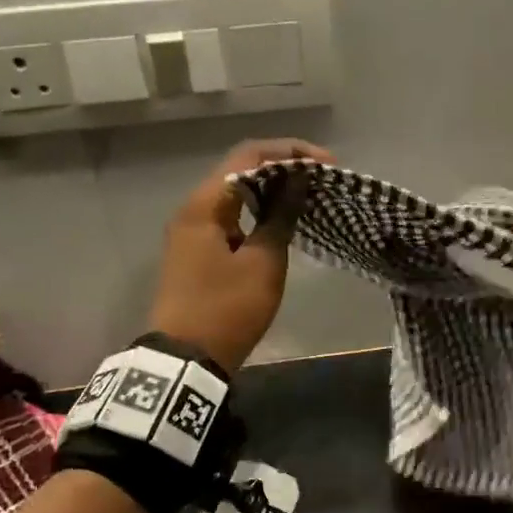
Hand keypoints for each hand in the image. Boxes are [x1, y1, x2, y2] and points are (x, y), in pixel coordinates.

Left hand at [147, 138, 333, 374]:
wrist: (187, 360)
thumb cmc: (227, 309)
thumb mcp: (262, 263)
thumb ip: (280, 217)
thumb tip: (296, 182)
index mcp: (205, 205)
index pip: (248, 155)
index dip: (290, 153)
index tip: (326, 165)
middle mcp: (193, 211)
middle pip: (240, 172)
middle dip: (282, 170)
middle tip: (321, 182)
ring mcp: (192, 234)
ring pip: (235, 198)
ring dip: (271, 194)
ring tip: (308, 200)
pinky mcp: (197, 255)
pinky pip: (231, 221)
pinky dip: (257, 217)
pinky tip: (282, 227)